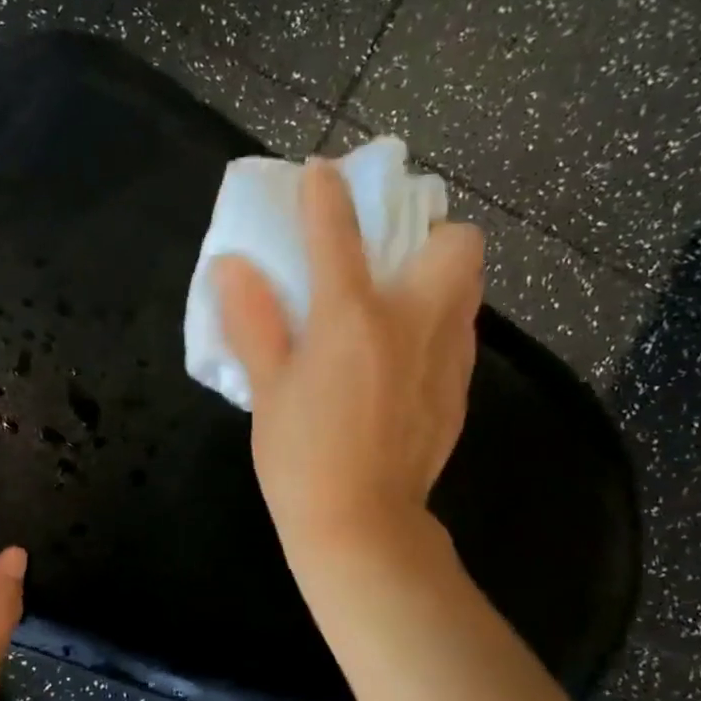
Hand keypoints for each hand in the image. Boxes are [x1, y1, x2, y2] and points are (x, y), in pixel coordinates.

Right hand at [214, 156, 484, 573]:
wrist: (361, 526)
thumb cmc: (300, 458)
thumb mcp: (266, 390)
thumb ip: (253, 322)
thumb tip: (231, 266)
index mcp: (352, 319)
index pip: (339, 234)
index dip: (325, 195)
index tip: (320, 174)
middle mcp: (413, 323)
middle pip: (456, 242)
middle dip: (427, 233)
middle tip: (387, 259)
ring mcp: (446, 357)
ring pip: (468, 286)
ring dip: (437, 277)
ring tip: (396, 306)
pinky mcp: (459, 390)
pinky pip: (460, 334)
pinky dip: (436, 325)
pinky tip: (401, 361)